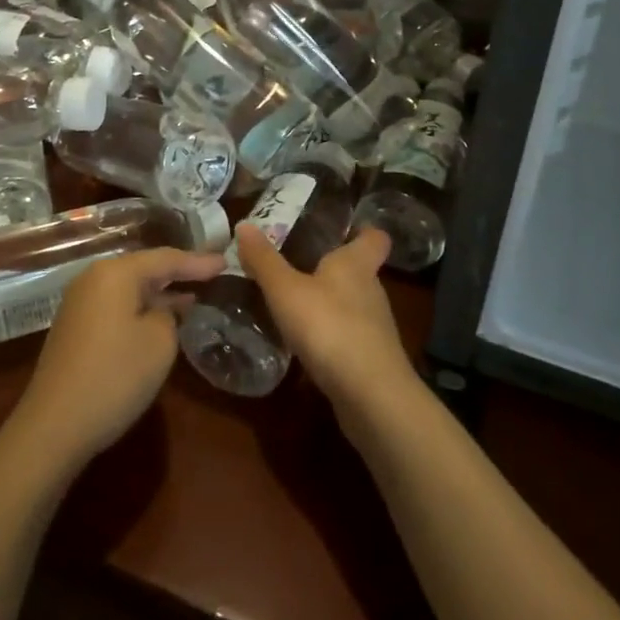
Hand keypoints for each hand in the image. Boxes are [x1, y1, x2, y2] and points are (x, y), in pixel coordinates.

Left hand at [7, 246, 225, 470]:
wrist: (53, 426)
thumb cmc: (114, 376)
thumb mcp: (159, 342)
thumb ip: (169, 315)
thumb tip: (161, 309)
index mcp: (116, 272)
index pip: (166, 258)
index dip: (198, 262)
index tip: (225, 261)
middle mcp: (94, 277)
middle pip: (144, 267)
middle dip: (178, 273)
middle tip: (211, 274)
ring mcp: (79, 302)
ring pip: (129, 287)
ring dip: (159, 292)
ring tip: (192, 295)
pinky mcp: (74, 326)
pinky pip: (116, 304)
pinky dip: (140, 307)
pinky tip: (159, 319)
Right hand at [235, 225, 420, 435]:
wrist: (370, 396)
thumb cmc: (330, 327)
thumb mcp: (286, 290)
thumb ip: (264, 260)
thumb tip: (243, 223)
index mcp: (356, 264)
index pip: (375, 237)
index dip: (362, 231)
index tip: (343, 229)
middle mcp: (372, 290)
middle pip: (359, 270)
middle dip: (333, 268)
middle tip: (297, 265)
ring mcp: (375, 328)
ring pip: (353, 305)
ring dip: (329, 303)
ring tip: (295, 305)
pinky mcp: (371, 360)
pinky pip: (349, 337)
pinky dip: (330, 336)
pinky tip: (306, 345)